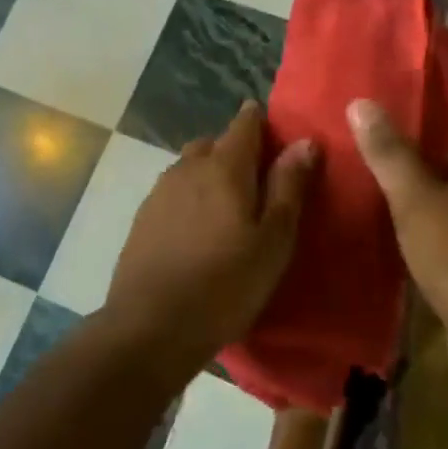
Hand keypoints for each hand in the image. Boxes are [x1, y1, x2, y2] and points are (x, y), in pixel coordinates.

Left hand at [103, 101, 316, 378]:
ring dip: (210, 173)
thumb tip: (304, 141)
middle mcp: (187, 168)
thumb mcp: (273, 240)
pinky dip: (190, 196)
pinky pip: (173, 191)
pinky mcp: (143, 218)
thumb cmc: (226, 284)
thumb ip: (288, 187)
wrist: (151, 327)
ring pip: (190, 167)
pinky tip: (198, 228)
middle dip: (235, 150)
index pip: (244, 124)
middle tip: (258, 179)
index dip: (260, 121)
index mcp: (224, 167)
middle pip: (214, 143)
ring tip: (229, 206)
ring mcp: (159, 192)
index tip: (276, 133)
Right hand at [347, 99, 447, 394]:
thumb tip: (361, 102)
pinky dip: (428, 230)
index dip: (442, 117)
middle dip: (425, 156)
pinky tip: (394, 233)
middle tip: (378, 148)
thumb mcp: (416, 197)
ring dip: (424, 195)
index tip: (401, 113)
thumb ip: (389, 152)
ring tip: (376, 185)